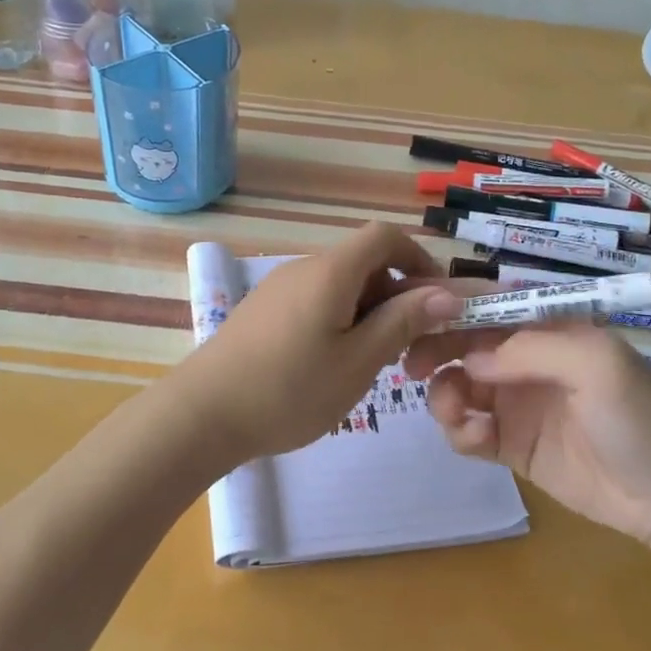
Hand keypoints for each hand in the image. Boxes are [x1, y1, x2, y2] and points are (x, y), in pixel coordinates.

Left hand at [175, 223, 461, 465]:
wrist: (204, 414)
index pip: (384, 236)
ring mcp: (278, 288)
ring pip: (339, 286)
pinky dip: (337, 321)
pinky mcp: (262, 310)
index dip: (418, 259)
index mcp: (331, 270)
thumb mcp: (359, 361)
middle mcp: (303, 268)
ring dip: (367, 313)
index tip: (436, 300)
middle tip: (406, 349)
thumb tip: (446, 293)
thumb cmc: (290, 389)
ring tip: (369, 364)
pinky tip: (330, 365)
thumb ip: (402, 322)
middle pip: (363, 263)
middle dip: (394, 296)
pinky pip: (314, 301)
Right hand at [403, 322, 650, 544]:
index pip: (487, 302)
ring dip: (443, 394)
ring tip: (457, 413)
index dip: (445, 303)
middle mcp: (525, 359)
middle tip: (411, 367)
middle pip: (461, 342)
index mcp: (547, 327)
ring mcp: (516, 403)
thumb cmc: (640, 416)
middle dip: (432, 349)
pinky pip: (466, 429)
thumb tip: (470, 360)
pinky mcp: (510, 445)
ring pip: (456, 386)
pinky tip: (476, 439)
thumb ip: (529, 349)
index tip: (406, 310)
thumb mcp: (595, 364)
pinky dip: (459, 431)